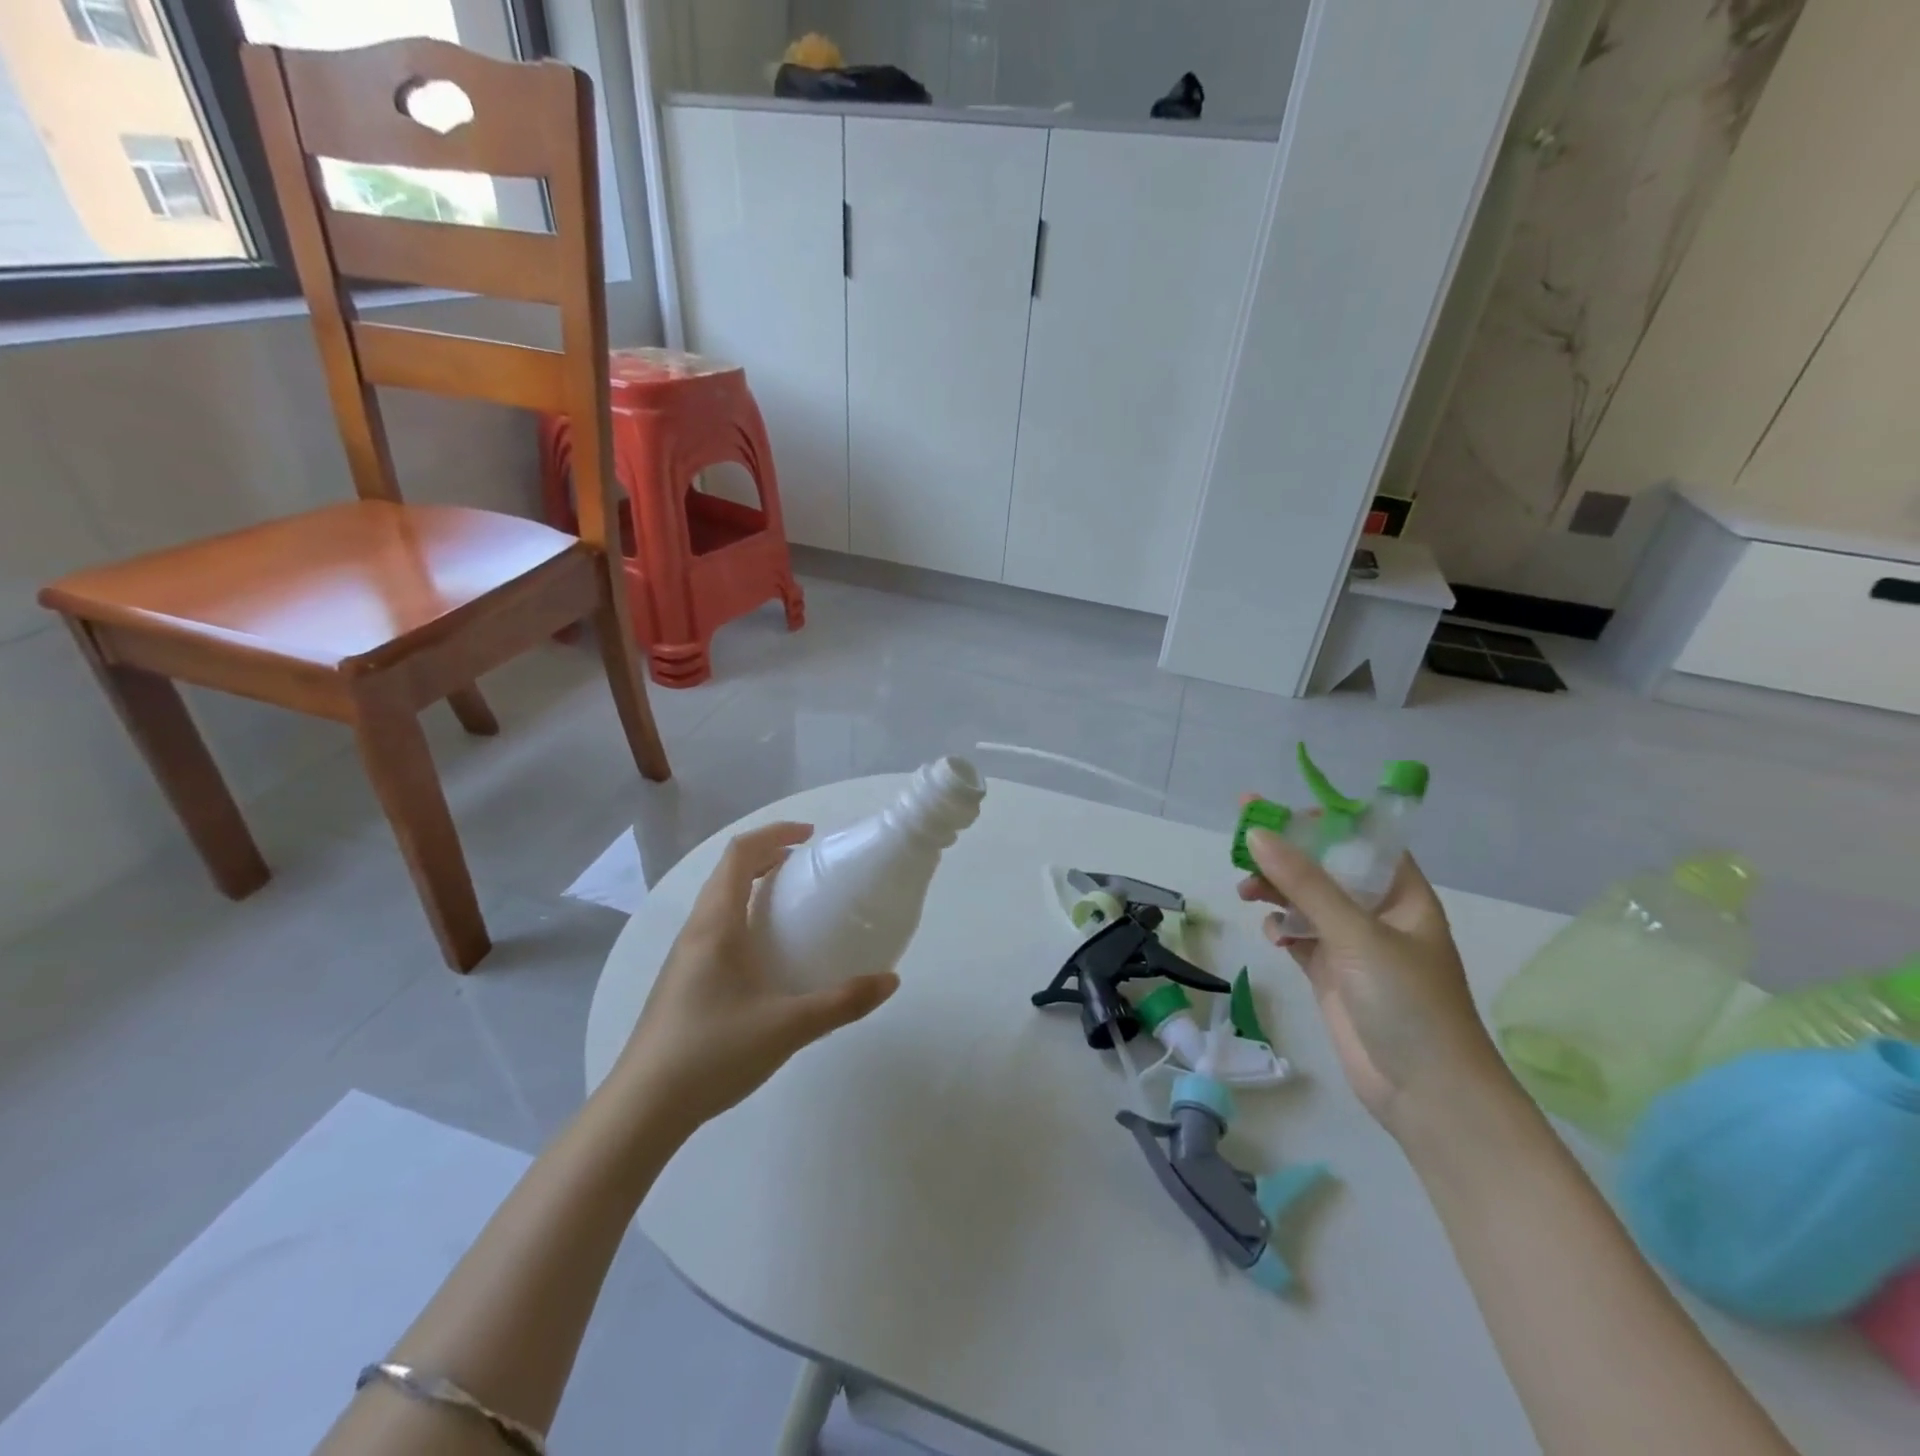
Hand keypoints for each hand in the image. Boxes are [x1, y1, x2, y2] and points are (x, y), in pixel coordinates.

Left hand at [613, 822, 898, 1133]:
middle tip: (807, 868)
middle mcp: (696, 931)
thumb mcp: (789, 1027)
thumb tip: (891, 981)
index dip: (775, 834)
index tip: (811, 837)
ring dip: (753, 887)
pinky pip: (715, 929)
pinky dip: (744, 917)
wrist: (642, 1109)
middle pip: (727, 872)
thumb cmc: (713, 1053)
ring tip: (792, 907)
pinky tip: (767, 957)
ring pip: (718, 901)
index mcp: (716, 925)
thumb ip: (843, 1002)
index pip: (740, 854)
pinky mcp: (681, 983)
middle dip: (767, 857)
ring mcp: (684, 958)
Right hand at [1238, 823, 1505, 1137]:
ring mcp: (1353, 946)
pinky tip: (1271, 934)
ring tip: (1246, 891)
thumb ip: (1304, 882)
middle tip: (1243, 843)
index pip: (1362, 841)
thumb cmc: (1408, 1002)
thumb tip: (1256, 833)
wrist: (1427, 1093)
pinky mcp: (1331, 975)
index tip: (1279, 813)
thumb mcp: (1356, 933)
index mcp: (1402, 895)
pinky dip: (1281, 929)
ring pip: (1306, 902)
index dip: (1324, 822)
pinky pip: (1299, 936)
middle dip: (1287, 856)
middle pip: (1325, 869)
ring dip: (1276, 891)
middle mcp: (1378, 914)